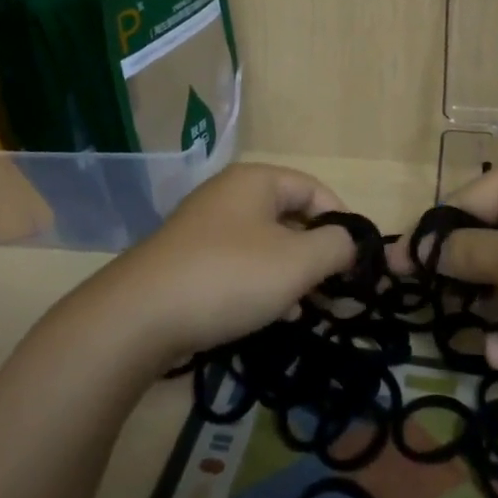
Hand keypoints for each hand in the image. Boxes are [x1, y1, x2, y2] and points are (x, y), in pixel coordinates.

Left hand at [98, 163, 357, 362]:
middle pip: (290, 216)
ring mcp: (205, 228)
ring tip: (309, 306)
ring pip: (266, 244)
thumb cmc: (230, 276)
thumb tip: (349, 241)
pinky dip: (262, 284)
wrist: (140, 316)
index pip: (314, 189)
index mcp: (256, 181)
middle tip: (336, 289)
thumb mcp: (297, 261)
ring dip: (292, 273)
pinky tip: (274, 315)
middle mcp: (230, 195)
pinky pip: (240, 264)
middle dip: (317, 253)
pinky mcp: (189, 261)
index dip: (342, 220)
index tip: (357, 260)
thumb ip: (336, 246)